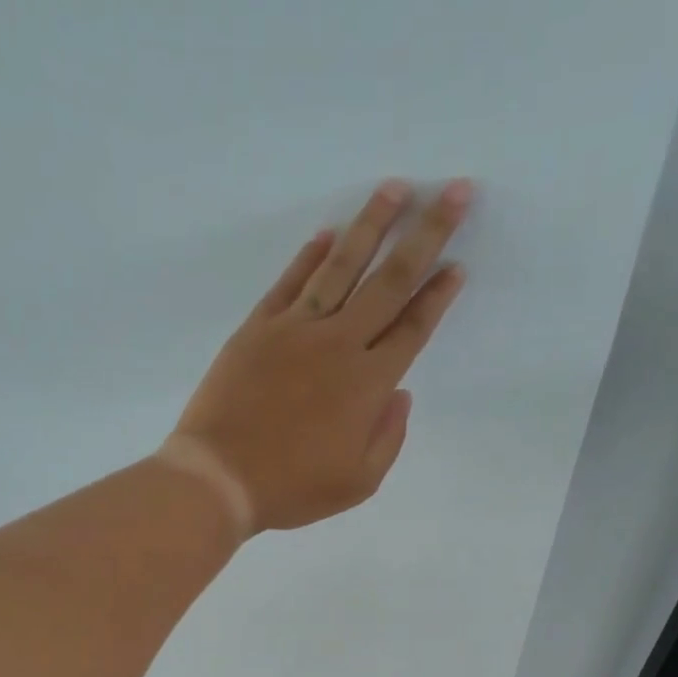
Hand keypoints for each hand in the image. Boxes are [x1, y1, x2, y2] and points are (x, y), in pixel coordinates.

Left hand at [171, 178, 471, 531]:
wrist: (219, 477)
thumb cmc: (291, 488)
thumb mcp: (357, 484)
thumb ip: (388, 438)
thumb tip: (401, 394)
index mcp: (368, 385)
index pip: (413, 328)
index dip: (438, 295)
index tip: (458, 265)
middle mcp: (339, 344)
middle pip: (390, 281)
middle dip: (427, 234)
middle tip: (454, 192)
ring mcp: (295, 329)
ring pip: (342, 266)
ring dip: (372, 224)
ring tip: (396, 188)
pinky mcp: (258, 328)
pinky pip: (291, 282)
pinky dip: (311, 255)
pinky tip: (329, 234)